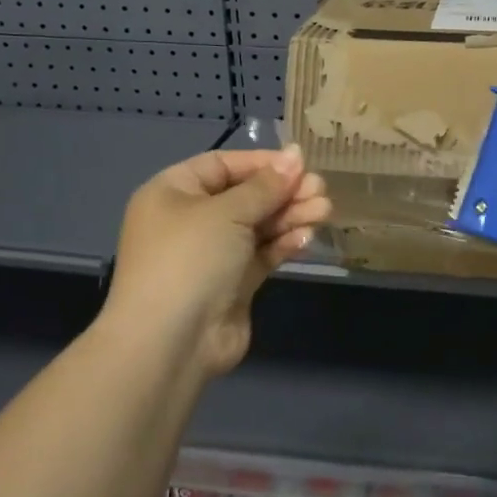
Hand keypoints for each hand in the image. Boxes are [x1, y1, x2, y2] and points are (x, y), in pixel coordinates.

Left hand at [102, 146, 330, 377]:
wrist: (171, 342)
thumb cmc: (189, 259)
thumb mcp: (227, 212)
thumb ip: (266, 185)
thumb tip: (295, 155)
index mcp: (173, 193)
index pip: (222, 165)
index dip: (262, 163)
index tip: (301, 164)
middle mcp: (190, 220)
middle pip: (245, 196)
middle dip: (283, 192)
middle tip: (321, 190)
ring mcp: (212, 254)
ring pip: (258, 226)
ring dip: (290, 216)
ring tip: (325, 211)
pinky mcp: (233, 284)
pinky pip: (262, 254)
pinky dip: (284, 244)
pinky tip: (307, 237)